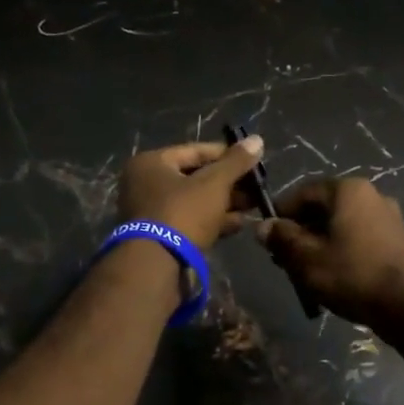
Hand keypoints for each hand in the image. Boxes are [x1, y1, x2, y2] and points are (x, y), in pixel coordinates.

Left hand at [117, 137, 265, 250]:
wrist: (158, 265)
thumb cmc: (183, 212)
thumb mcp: (214, 183)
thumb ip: (236, 162)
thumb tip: (257, 139)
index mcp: (151, 163)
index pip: (195, 150)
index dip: (227, 155)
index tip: (253, 161)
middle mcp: (146, 184)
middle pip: (195, 177)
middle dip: (229, 183)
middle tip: (257, 187)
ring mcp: (152, 213)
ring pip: (195, 201)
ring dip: (225, 203)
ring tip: (254, 206)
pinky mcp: (161, 237)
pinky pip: (191, 221)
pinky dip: (214, 221)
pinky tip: (240, 224)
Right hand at [258, 177, 403, 326]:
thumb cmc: (351, 274)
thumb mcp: (306, 258)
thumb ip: (282, 238)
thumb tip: (263, 226)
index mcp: (348, 190)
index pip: (303, 193)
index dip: (281, 214)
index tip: (267, 237)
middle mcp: (371, 195)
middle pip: (323, 208)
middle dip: (301, 231)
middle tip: (284, 259)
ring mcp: (389, 216)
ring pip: (341, 224)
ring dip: (320, 242)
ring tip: (306, 270)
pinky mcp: (398, 239)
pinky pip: (360, 237)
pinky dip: (342, 249)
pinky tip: (333, 274)